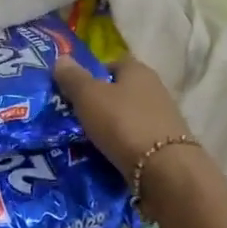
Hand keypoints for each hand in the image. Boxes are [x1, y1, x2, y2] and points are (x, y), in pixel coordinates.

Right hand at [51, 53, 191, 179]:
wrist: (164, 168)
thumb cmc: (123, 123)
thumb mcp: (89, 97)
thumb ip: (73, 78)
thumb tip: (61, 59)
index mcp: (138, 70)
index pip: (113, 64)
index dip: (93, 75)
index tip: (75, 92)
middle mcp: (155, 89)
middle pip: (121, 91)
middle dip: (100, 103)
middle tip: (75, 119)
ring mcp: (163, 117)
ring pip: (128, 117)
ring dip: (111, 127)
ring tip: (87, 142)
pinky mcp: (166, 144)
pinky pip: (136, 139)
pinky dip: (122, 146)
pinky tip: (108, 157)